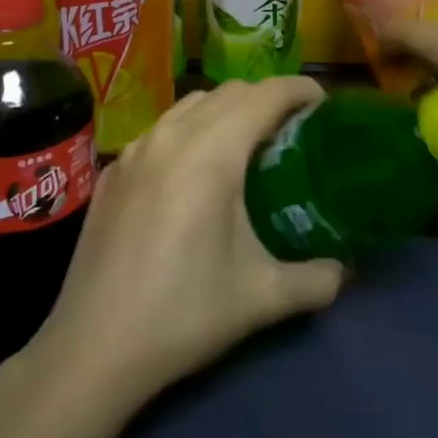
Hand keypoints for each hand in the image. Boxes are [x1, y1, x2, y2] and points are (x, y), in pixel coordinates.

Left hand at [23, 77, 345, 407]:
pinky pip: (161, 130)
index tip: (323, 104)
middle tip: (292, 128)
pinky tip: (193, 173)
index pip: (264, 96)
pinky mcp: (113, 171)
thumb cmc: (183, 314)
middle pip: (229, 92)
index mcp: (211, 153)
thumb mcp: (261, 298)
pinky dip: (190, 130)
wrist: (93, 348)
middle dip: (266, 98)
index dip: (298, 90)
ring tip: (246, 144)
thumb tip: (344, 272)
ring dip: (226, 109)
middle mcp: (171, 136)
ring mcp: (135, 150)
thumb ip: (315, 280)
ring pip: (190, 104)